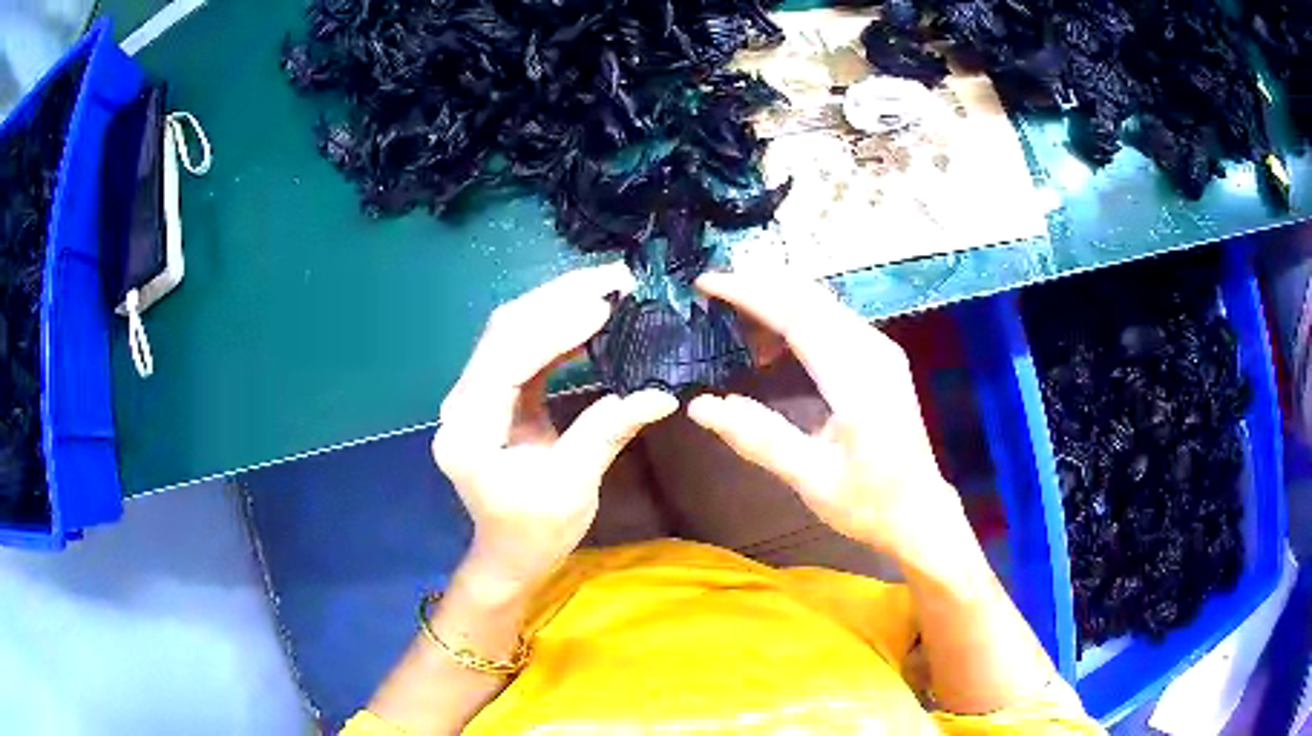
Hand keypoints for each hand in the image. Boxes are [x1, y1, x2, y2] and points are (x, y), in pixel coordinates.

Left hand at [432, 263, 677, 598]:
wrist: (509, 553)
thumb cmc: (535, 531)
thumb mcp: (573, 488)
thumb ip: (606, 433)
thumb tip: (661, 394)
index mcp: (470, 431)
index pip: (506, 361)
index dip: (553, 328)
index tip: (603, 305)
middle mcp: (461, 403)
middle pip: (504, 331)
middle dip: (557, 299)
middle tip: (613, 279)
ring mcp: (474, 395)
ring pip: (511, 331)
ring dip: (558, 304)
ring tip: (607, 287)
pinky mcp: (493, 394)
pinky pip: (522, 348)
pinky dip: (556, 328)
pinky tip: (589, 317)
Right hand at [687, 270, 960, 561]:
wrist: (919, 510)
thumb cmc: (868, 501)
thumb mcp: (811, 479)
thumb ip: (759, 439)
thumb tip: (701, 407)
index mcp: (857, 380)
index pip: (797, 316)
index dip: (749, 294)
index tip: (706, 283)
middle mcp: (873, 351)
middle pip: (809, 297)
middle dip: (758, 284)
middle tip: (711, 289)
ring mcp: (881, 349)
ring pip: (821, 301)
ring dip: (776, 297)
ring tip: (731, 312)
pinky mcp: (880, 356)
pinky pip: (831, 317)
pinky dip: (795, 314)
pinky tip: (771, 337)